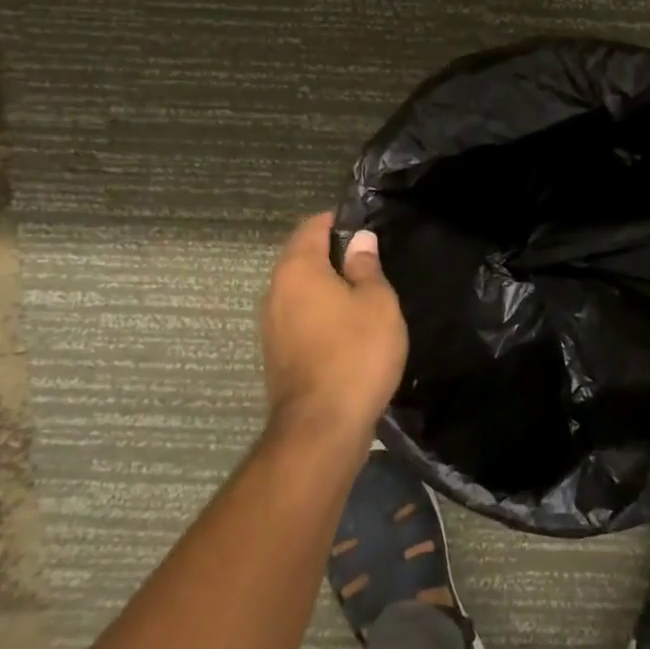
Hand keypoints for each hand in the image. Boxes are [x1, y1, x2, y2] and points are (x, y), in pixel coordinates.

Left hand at [259, 213, 407, 446]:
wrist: (322, 427)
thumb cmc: (356, 353)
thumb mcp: (377, 303)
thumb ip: (367, 266)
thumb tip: (359, 240)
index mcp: (298, 269)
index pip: (312, 226)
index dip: (339, 221)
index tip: (367, 226)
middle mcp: (276, 290)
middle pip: (302, 257)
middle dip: (333, 254)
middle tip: (372, 260)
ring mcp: (272, 325)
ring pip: (301, 290)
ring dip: (328, 286)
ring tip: (364, 293)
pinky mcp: (277, 353)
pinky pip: (300, 317)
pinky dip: (321, 313)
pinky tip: (348, 327)